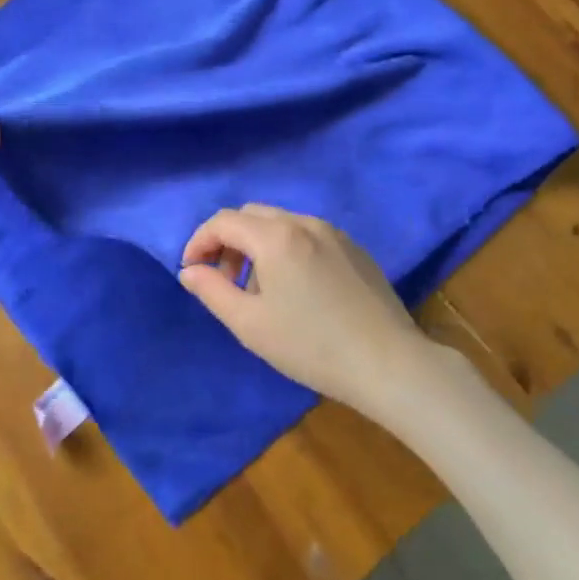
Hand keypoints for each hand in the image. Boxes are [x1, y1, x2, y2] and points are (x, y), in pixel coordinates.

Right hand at [177, 204, 444, 415]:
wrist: (387, 363)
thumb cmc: (310, 346)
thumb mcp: (249, 324)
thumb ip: (212, 291)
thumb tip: (190, 271)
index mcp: (276, 236)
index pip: (223, 221)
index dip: (199, 242)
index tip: (191, 272)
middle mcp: (305, 222)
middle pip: (252, 216)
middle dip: (227, 241)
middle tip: (222, 281)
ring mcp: (334, 233)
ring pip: (281, 224)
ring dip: (257, 246)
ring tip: (258, 290)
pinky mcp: (355, 249)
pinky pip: (307, 236)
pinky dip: (286, 250)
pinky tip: (295, 290)